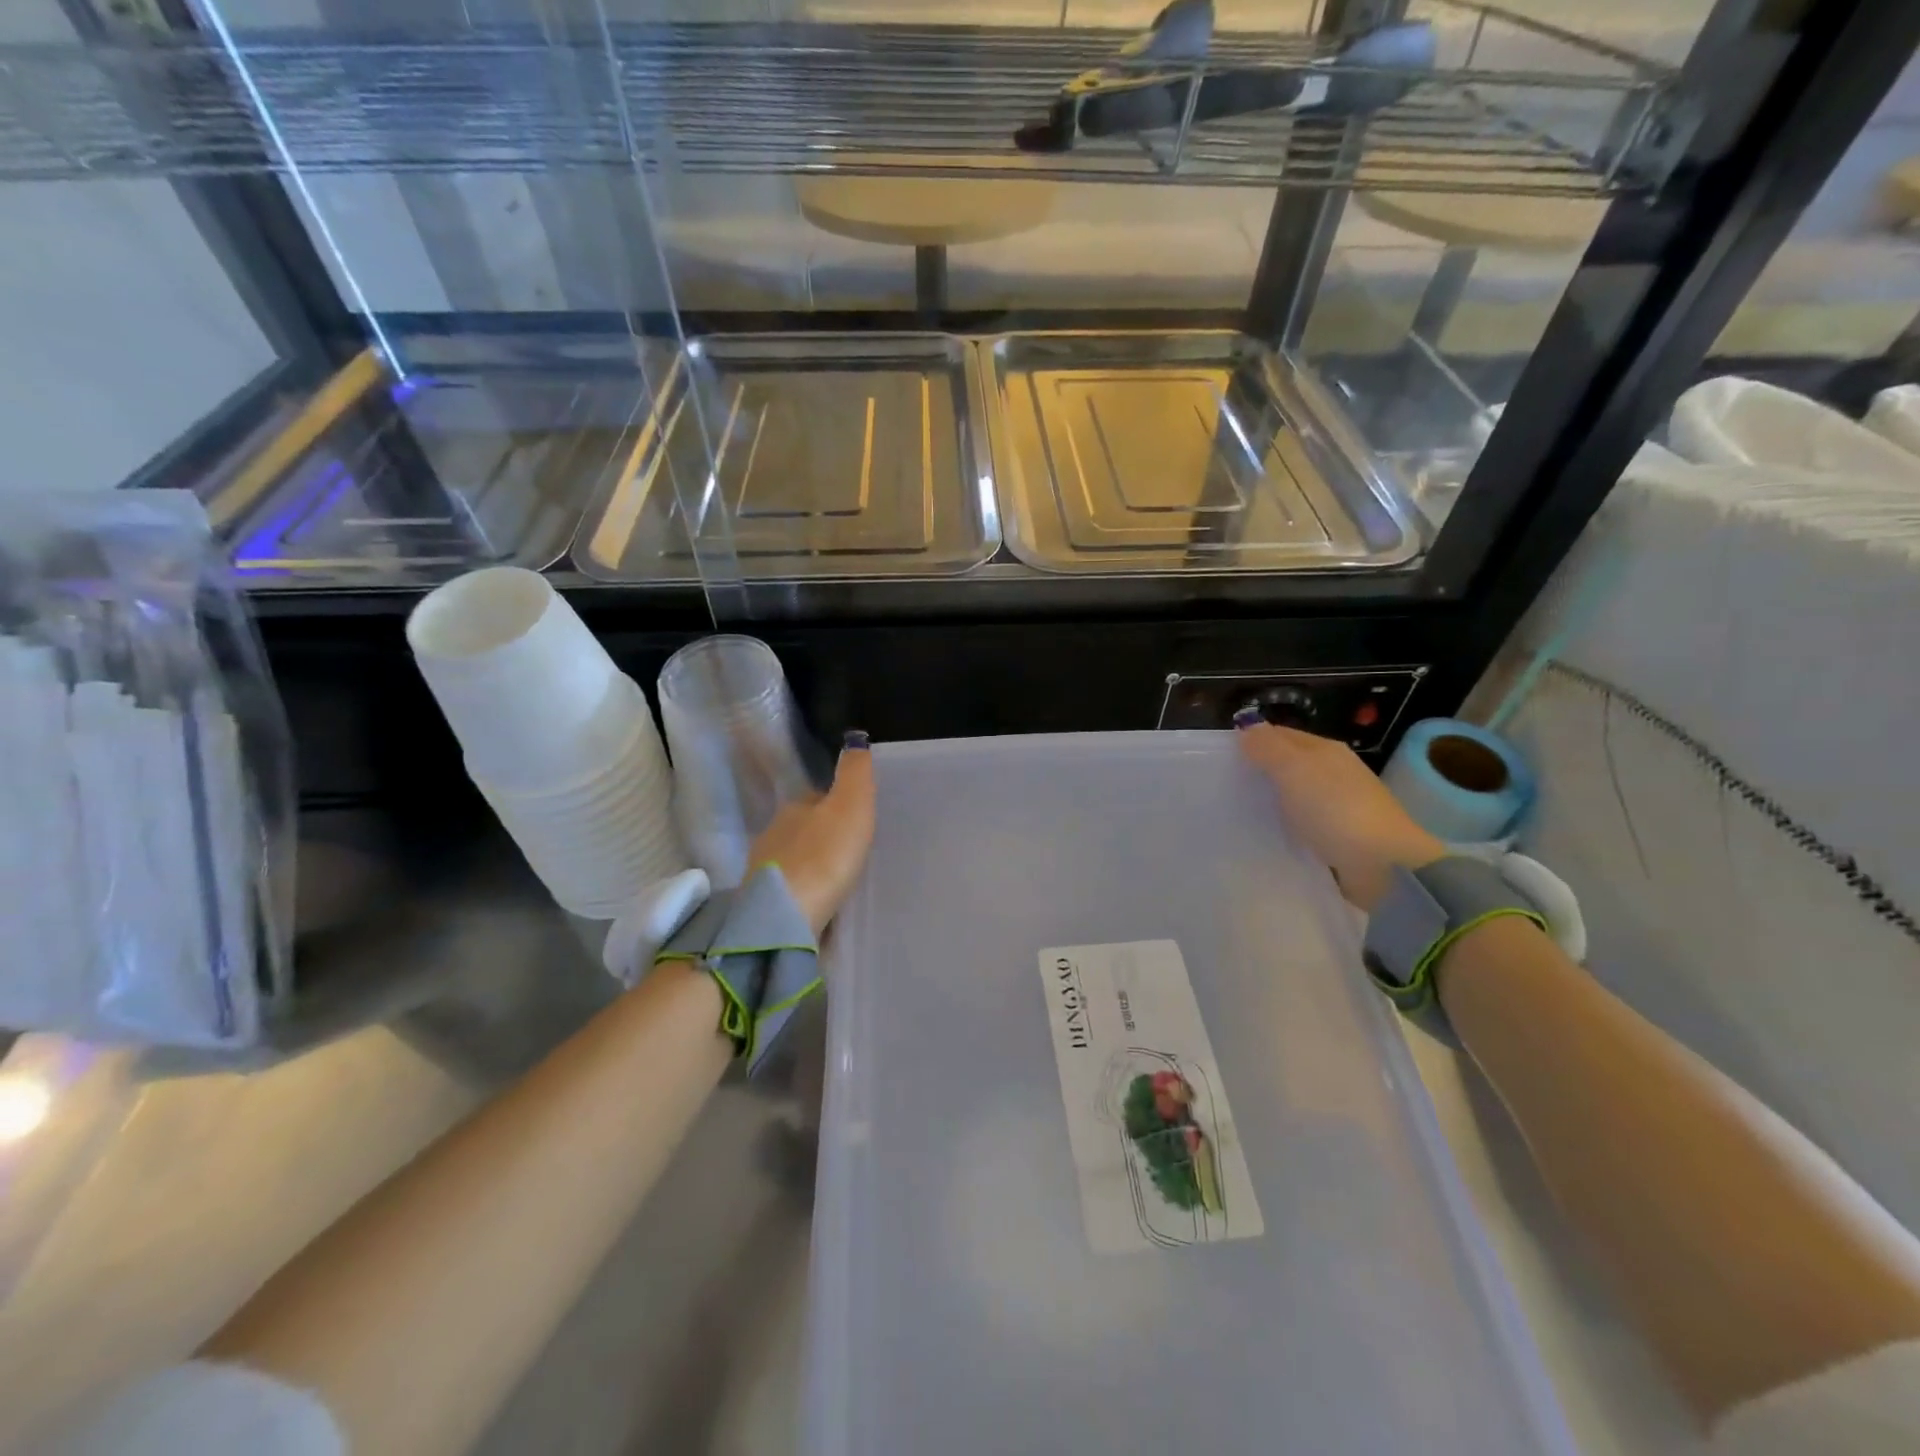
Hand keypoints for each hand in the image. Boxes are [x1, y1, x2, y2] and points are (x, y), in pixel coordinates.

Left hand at [748, 733, 876, 935]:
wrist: (785, 919)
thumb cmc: (824, 857)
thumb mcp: (851, 806)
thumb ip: (855, 773)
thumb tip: (855, 737)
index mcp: (793, 808)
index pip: (816, 798)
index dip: (836, 803)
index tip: (856, 816)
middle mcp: (773, 835)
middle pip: (803, 829)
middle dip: (823, 836)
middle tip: (852, 849)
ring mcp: (765, 871)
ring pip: (795, 860)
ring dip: (813, 865)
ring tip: (839, 878)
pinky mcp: (766, 905)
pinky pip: (792, 890)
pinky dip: (806, 891)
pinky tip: (821, 902)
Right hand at [1238, 721, 1442, 911]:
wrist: (1383, 863)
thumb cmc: (1335, 809)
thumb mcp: (1295, 770)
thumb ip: (1268, 747)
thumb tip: (1246, 727)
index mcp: (1325, 749)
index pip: (1281, 734)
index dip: (1252, 740)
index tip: (1221, 756)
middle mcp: (1334, 771)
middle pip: (1288, 763)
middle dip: (1259, 769)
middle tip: (1224, 784)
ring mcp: (1340, 803)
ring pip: (1295, 792)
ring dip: (1272, 797)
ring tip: (1240, 809)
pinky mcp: (1341, 833)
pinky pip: (1304, 820)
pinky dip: (1286, 821)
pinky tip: (1270, 830)